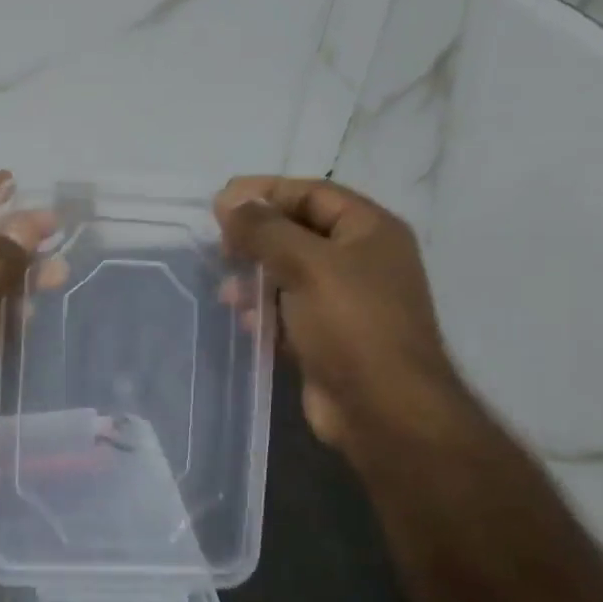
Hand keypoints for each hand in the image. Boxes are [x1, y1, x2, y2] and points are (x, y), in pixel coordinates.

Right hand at [215, 176, 468, 452]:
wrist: (382, 409)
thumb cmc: (351, 326)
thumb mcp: (307, 265)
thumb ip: (265, 230)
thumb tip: (229, 200)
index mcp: (369, 231)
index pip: (312, 194)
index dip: (266, 192)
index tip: (220, 201)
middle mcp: (361, 261)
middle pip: (299, 234)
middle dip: (257, 238)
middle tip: (220, 247)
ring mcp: (345, 302)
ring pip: (289, 275)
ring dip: (255, 278)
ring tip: (227, 292)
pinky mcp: (328, 338)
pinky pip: (289, 312)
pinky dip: (265, 311)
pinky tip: (246, 321)